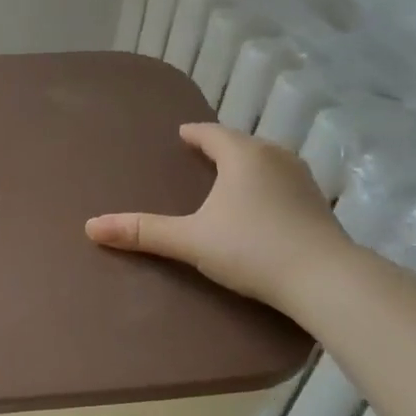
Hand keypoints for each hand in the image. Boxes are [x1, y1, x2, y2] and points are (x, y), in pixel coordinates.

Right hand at [85, 123, 350, 313]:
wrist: (325, 281)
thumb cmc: (251, 248)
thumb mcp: (190, 240)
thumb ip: (142, 232)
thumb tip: (90, 226)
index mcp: (244, 156)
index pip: (213, 134)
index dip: (194, 134)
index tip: (182, 134)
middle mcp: (277, 158)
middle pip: (244, 144)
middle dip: (222, 148)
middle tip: (202, 155)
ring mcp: (304, 182)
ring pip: (269, 162)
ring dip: (249, 166)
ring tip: (231, 178)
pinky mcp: (320, 208)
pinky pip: (286, 185)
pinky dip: (269, 188)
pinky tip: (263, 207)